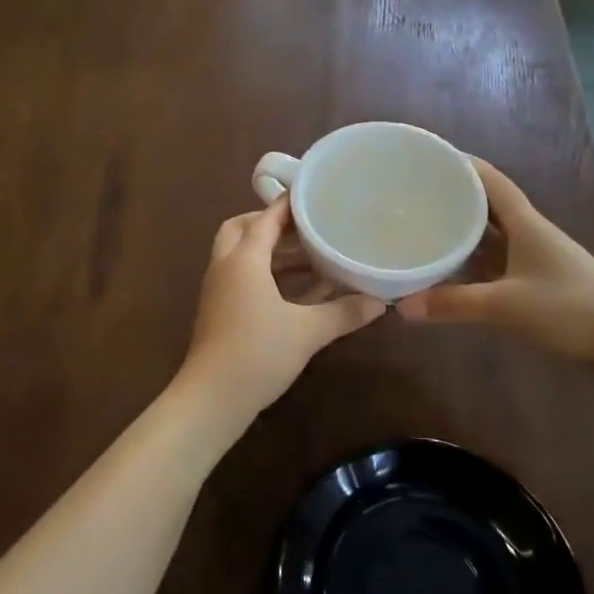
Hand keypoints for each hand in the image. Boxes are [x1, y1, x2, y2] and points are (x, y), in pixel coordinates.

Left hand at [175, 198, 384, 435]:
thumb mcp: (308, 331)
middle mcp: (225, 266)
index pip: (266, 218)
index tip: (314, 195)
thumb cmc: (258, 353)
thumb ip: (344, 312)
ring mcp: (219, 289)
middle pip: (242, 228)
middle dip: (270, 223)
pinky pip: (242, 276)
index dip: (289, 205)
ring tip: (310, 256)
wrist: (212, 398)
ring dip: (270, 251)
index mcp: (243, 259)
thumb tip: (381, 302)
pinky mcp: (219, 310)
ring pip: (240, 254)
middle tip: (305, 226)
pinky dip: (266, 273)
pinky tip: (298, 290)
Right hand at [396, 158, 593, 367]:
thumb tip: (402, 307)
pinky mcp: (541, 281)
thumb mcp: (506, 306)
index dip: (464, 165)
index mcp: (527, 224)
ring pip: (494, 235)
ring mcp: (538, 258)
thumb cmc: (568, 310)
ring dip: (465, 231)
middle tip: (418, 195)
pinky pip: (500, 261)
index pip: (492, 181)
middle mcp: (531, 233)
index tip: (432, 157)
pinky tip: (454, 270)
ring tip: (428, 227)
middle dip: (456, 197)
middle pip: (489, 206)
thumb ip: (454, 304)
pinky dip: (476, 261)